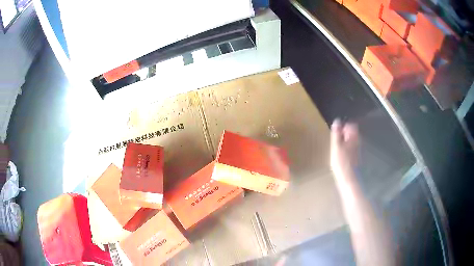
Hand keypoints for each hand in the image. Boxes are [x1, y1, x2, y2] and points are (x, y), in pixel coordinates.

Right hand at [330, 119, 358, 180]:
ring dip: (344, 142)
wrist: (348, 179)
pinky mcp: (356, 157)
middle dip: (344, 134)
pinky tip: (341, 156)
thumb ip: (336, 133)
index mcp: (354, 137)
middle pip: (352, 133)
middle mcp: (358, 142)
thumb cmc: (341, 162)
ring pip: (351, 141)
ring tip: (337, 149)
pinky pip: (351, 148)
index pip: (351, 125)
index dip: (343, 127)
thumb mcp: (336, 146)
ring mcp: (358, 150)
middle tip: (336, 142)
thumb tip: (337, 121)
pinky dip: (346, 149)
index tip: (336, 133)